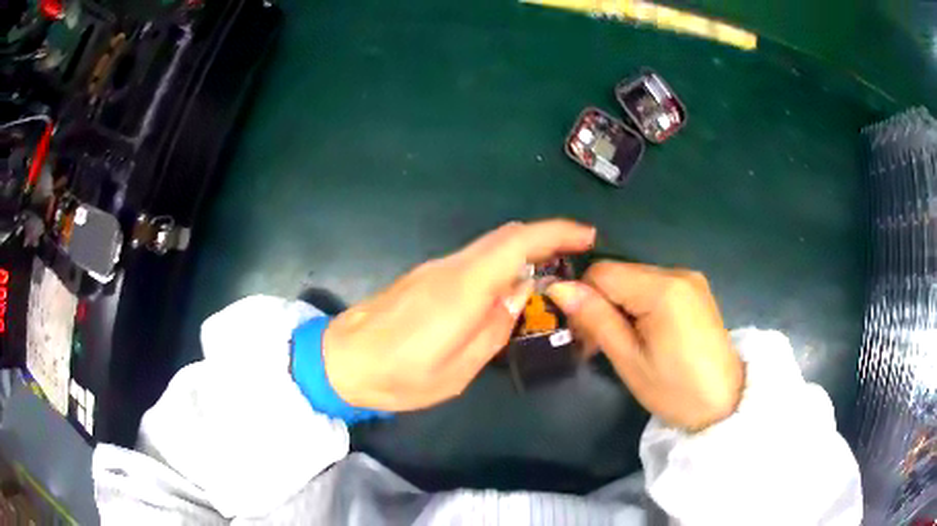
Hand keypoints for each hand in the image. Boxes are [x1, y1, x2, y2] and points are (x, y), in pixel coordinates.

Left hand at [323, 220, 595, 411]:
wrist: (341, 361)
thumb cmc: (399, 376)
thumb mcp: (457, 370)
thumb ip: (494, 328)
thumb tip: (520, 293)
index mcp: (462, 288)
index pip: (517, 243)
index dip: (556, 232)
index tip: (586, 236)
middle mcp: (450, 267)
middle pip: (505, 236)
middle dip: (545, 238)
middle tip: (574, 257)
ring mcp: (433, 268)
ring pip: (489, 246)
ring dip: (522, 252)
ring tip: (547, 278)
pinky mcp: (424, 276)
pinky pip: (472, 260)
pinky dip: (499, 264)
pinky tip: (505, 290)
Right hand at [547, 262, 743, 430]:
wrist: (726, 403)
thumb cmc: (676, 391)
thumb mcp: (629, 361)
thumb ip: (596, 319)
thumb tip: (558, 287)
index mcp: (662, 289)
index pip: (602, 272)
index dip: (583, 298)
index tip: (584, 335)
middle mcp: (677, 272)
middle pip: (620, 274)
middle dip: (602, 303)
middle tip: (600, 345)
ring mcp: (690, 279)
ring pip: (635, 280)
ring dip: (620, 306)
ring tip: (624, 342)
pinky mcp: (696, 289)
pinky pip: (655, 286)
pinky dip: (640, 305)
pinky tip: (646, 333)